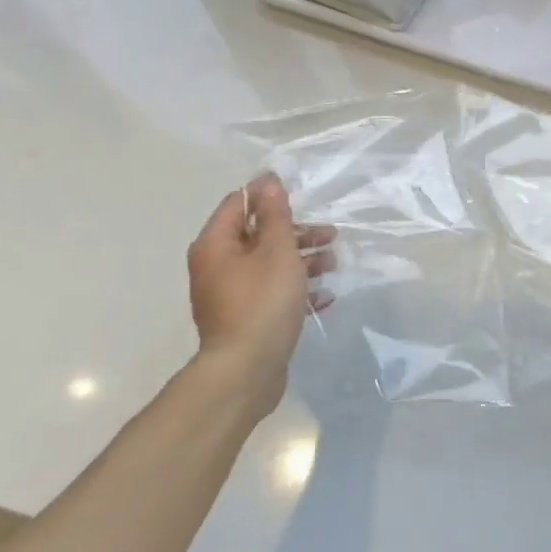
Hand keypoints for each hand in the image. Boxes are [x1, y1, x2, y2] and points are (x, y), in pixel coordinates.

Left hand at [187, 173, 335, 416]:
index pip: (238, 203)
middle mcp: (217, 266)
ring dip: (302, 260)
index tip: (302, 194)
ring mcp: (230, 295)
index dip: (268, 195)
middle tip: (330, 234)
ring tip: (334, 264)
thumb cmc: (262, 302)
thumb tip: (268, 181)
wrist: (246, 370)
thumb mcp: (276, 251)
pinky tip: (325, 295)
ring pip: (268, 265)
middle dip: (296, 232)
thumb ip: (275, 215)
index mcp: (216, 245)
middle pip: (257, 235)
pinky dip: (297, 289)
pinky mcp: (245, 319)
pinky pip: (272, 293)